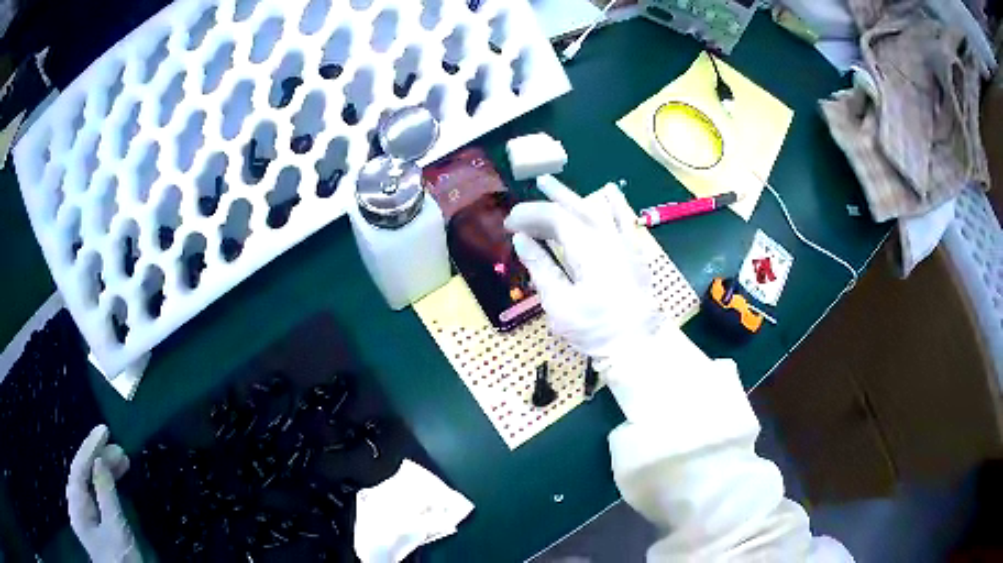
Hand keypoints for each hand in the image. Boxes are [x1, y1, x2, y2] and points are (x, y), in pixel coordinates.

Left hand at [66, 425, 140, 562]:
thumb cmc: (122, 561)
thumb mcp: (116, 530)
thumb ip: (106, 495)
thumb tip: (100, 461)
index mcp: (77, 508)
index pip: (79, 469)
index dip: (90, 448)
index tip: (105, 431)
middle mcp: (76, 507)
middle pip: (82, 475)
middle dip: (99, 459)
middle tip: (120, 450)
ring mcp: (84, 517)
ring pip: (89, 485)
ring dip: (103, 472)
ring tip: (122, 461)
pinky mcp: (94, 525)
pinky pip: (94, 497)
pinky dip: (104, 486)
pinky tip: (113, 481)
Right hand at [505, 177, 661, 363]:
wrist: (636, 343)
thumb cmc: (594, 328)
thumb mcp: (559, 303)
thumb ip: (541, 267)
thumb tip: (521, 240)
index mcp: (587, 248)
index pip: (554, 217)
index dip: (529, 215)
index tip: (509, 224)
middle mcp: (607, 237)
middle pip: (573, 209)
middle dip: (543, 204)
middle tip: (520, 205)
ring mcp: (624, 242)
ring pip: (595, 209)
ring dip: (571, 196)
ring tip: (550, 183)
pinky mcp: (634, 251)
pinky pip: (624, 219)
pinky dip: (615, 204)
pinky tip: (609, 190)